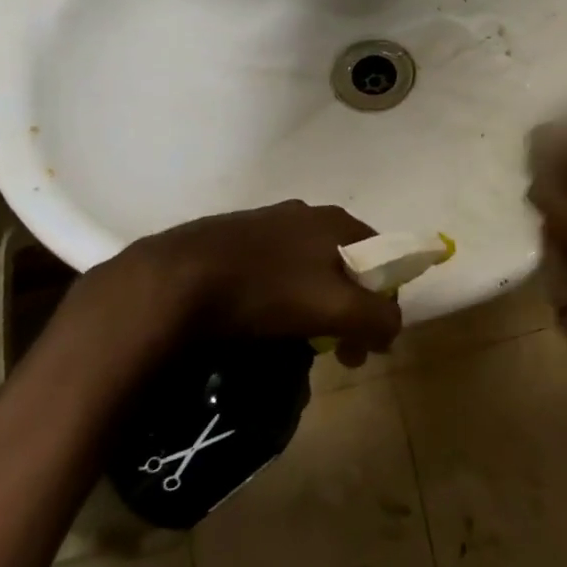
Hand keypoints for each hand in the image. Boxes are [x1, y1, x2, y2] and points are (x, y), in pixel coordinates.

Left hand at [85, 201, 402, 365]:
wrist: (173, 281)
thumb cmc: (265, 291)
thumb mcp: (334, 307)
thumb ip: (377, 317)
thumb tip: (393, 328)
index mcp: (336, 221)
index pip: (383, 257)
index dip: (384, 302)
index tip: (366, 344)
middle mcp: (306, 213)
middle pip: (345, 264)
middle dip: (348, 309)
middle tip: (335, 353)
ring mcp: (266, 223)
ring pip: (308, 268)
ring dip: (313, 305)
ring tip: (295, 343)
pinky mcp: (232, 239)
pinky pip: (273, 271)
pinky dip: (279, 298)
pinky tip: (260, 322)